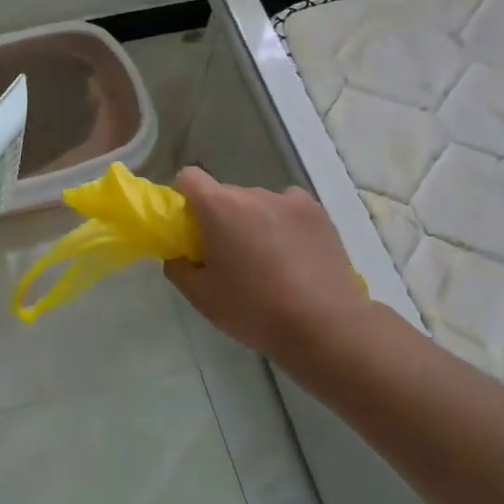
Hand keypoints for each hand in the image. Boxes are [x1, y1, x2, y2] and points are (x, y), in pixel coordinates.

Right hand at [165, 168, 373, 371]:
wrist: (325, 325)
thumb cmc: (254, 309)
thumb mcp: (201, 297)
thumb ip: (178, 267)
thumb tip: (180, 254)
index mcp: (218, 207)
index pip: (188, 178)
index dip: (182, 197)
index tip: (187, 227)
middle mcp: (252, 193)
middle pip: (224, 194)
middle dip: (219, 217)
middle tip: (226, 256)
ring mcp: (289, 200)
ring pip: (257, 203)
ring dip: (252, 221)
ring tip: (266, 261)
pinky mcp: (318, 213)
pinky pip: (287, 208)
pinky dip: (282, 223)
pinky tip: (292, 253)